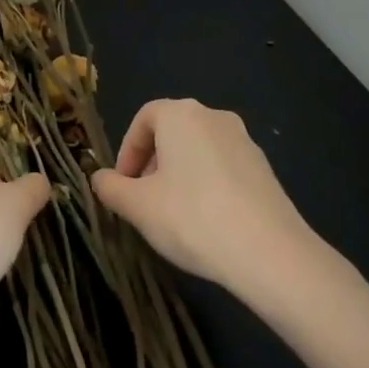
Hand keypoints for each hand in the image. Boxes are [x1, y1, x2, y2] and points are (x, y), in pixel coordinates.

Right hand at [91, 99, 321, 302]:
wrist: (270, 253)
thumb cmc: (192, 218)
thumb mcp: (138, 207)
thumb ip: (111, 188)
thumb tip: (98, 178)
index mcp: (181, 114)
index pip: (144, 118)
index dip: (127, 151)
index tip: (122, 184)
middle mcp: (213, 116)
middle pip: (172, 132)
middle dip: (152, 163)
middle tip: (144, 200)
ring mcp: (244, 141)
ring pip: (198, 150)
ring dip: (179, 175)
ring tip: (174, 215)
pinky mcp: (264, 168)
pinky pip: (223, 167)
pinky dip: (207, 185)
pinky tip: (207, 222)